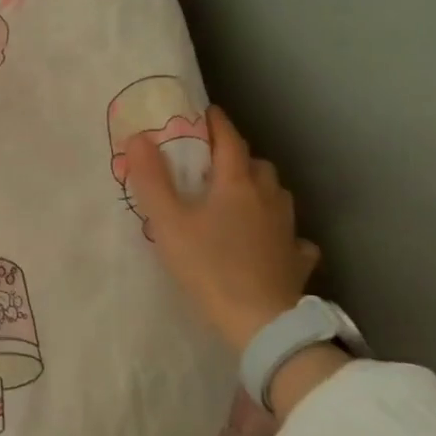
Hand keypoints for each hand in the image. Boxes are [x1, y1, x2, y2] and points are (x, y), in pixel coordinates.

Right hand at [125, 106, 321, 350]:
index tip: (204, 113)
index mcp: (236, 184)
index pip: (229, 140)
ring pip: (277, 194)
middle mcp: (268, 198)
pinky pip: (292, 235)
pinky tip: (271, 242)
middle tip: (213, 164)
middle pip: (256, 164)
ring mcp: (288, 229)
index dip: (216, 123)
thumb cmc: (208, 266)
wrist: (259, 321)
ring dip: (260, 188)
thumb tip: (139, 136)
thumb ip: (151, 179)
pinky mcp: (297, 259)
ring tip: (240, 197)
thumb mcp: (168, 222)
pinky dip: (281, 231)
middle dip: (237, 157)